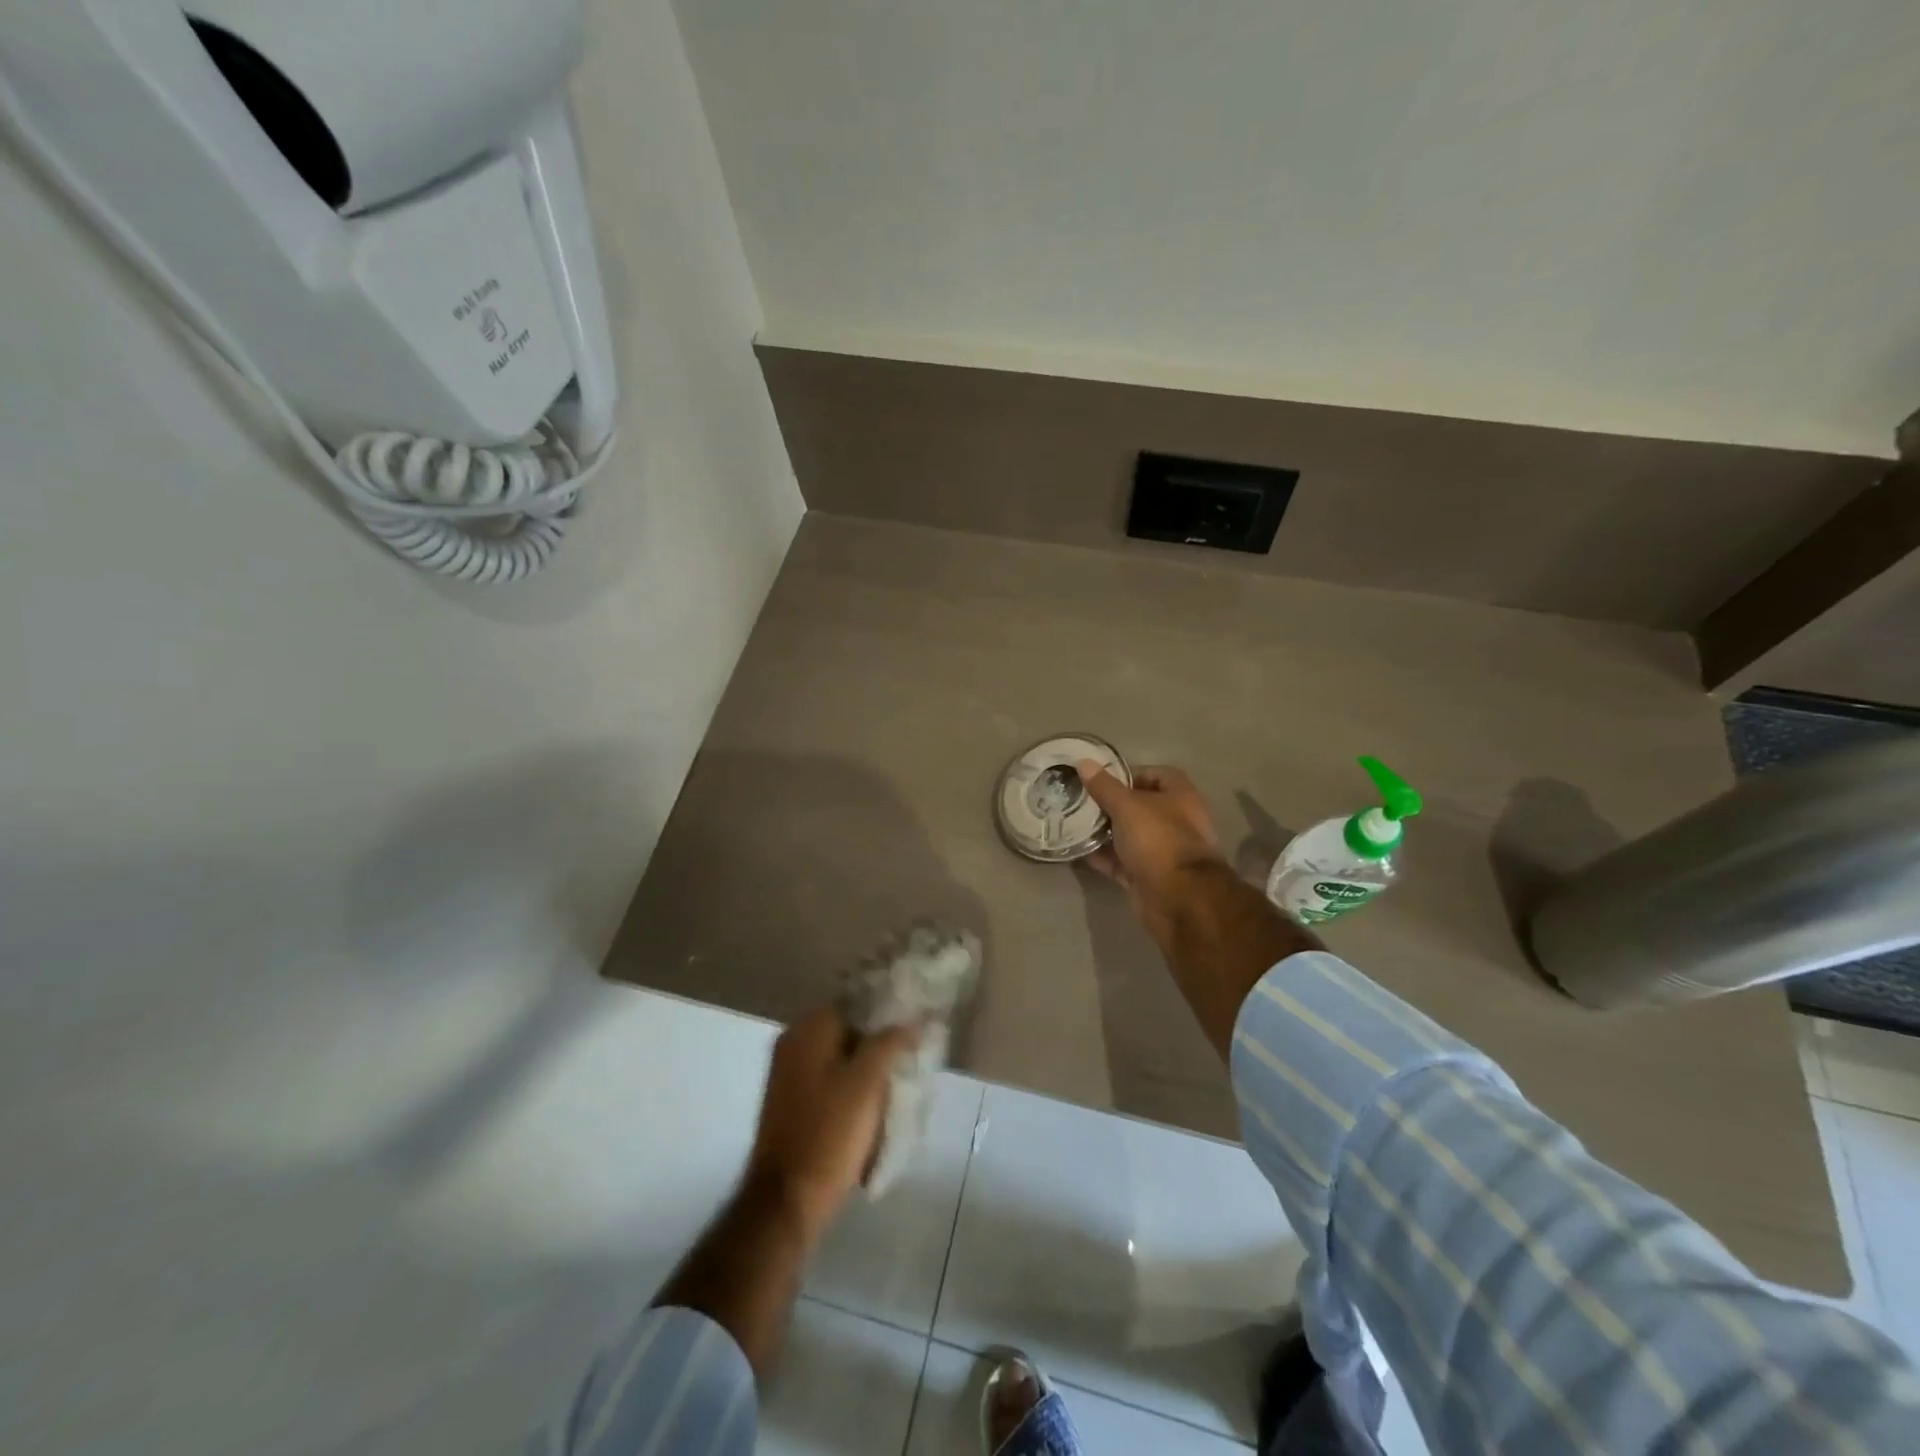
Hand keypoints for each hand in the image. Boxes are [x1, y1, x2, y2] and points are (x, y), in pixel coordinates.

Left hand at [746, 1007, 918, 1241]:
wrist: (787, 1200)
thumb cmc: (829, 1133)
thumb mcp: (867, 1082)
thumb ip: (891, 1042)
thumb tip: (917, 1017)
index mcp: (807, 1029)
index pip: (856, 1000)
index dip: (888, 1009)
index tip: (917, 1020)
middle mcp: (794, 1043)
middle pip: (848, 1027)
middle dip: (881, 1038)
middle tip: (915, 1049)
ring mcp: (790, 1073)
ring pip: (842, 1055)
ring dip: (869, 1063)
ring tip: (903, 1074)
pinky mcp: (794, 1102)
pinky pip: (831, 1078)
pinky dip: (854, 1083)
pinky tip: (878, 1099)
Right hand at [1080, 761, 1228, 943]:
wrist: (1179, 898)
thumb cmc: (1158, 840)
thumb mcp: (1127, 806)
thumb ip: (1104, 786)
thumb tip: (1084, 762)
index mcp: (1180, 797)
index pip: (1157, 774)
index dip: (1131, 773)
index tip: (1102, 779)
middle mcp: (1174, 821)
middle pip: (1140, 806)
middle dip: (1110, 804)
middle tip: (1080, 800)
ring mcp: (1162, 851)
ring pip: (1128, 835)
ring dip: (1103, 831)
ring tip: (1073, 823)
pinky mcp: (1148, 876)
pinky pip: (1121, 861)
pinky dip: (1102, 857)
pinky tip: (1077, 850)